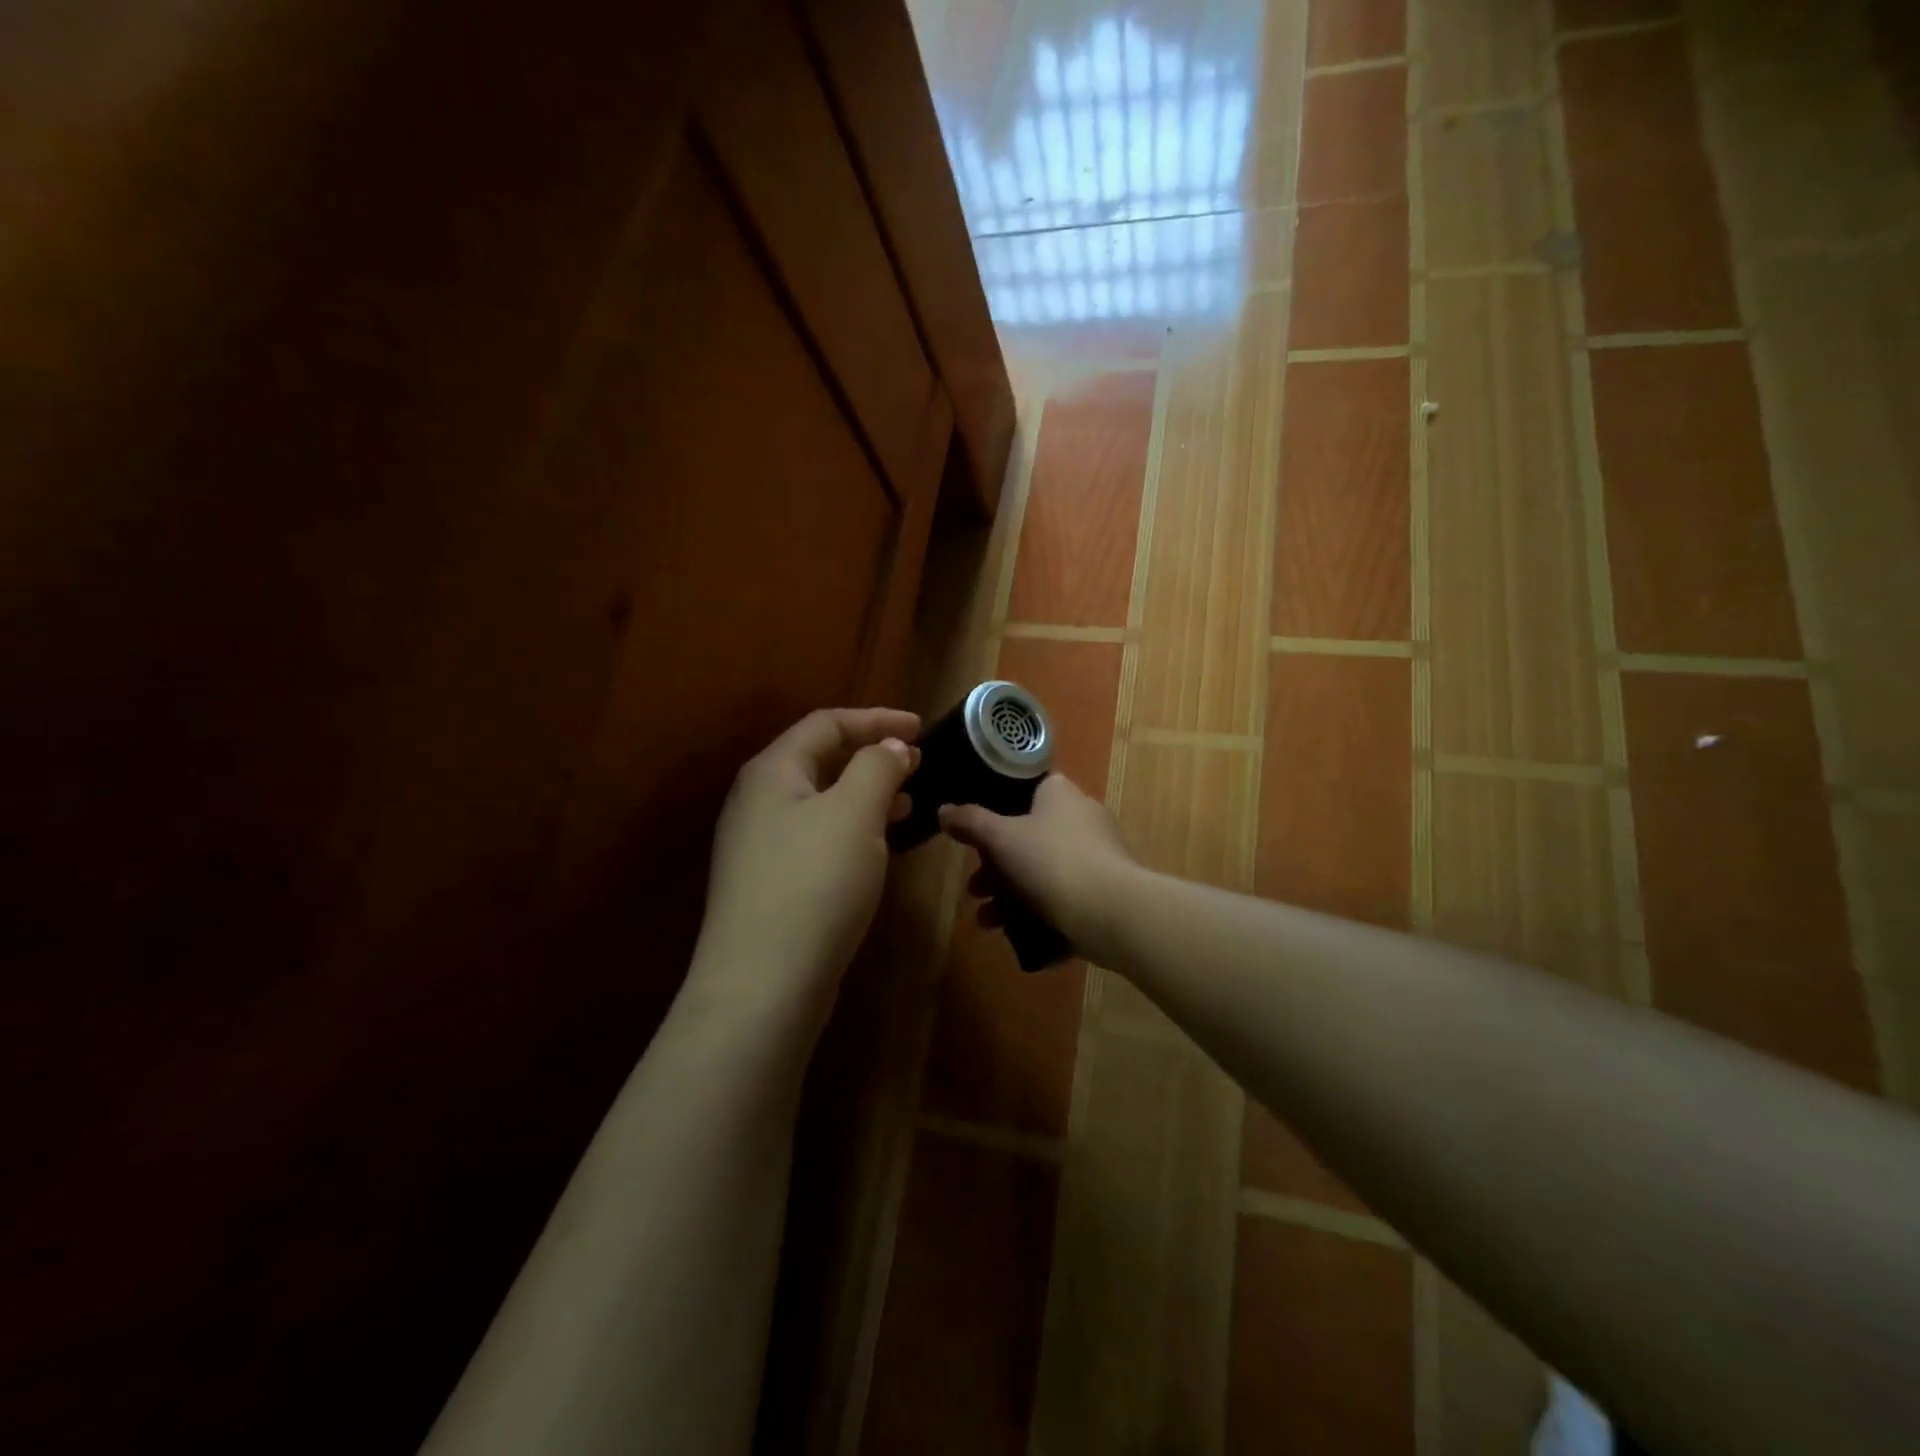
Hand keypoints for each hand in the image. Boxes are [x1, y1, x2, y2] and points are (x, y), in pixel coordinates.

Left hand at [691, 707, 919, 1024]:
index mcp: (772, 772)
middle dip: (871, 756)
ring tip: (909, 801)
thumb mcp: (854, 814)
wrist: (764, 985)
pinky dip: (853, 828)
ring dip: (866, 794)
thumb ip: (877, 769)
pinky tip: (879, 845)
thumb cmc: (814, 883)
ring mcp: (761, 845)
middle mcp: (758, 801)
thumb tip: (891, 747)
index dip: (876, 719)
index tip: (921, 729)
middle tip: (917, 763)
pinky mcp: (772, 883)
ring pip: (822, 801)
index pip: (826, 724)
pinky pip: (819, 836)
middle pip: (820, 760)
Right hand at [939, 775, 1141, 954]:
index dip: (999, 804)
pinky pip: (1062, 897)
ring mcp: (1097, 856)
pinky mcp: (1105, 891)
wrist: (1110, 913)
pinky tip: (1013, 934)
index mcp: (1061, 794)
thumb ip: (970, 822)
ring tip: (985, 920)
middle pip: (1030, 835)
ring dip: (1010, 894)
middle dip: (995, 865)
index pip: (1028, 787)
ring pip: (1043, 870)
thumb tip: (944, 809)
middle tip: (974, 887)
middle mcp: (1083, 817)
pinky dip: (1037, 912)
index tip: (976, 828)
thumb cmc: (1051, 861)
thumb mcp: (1000, 838)